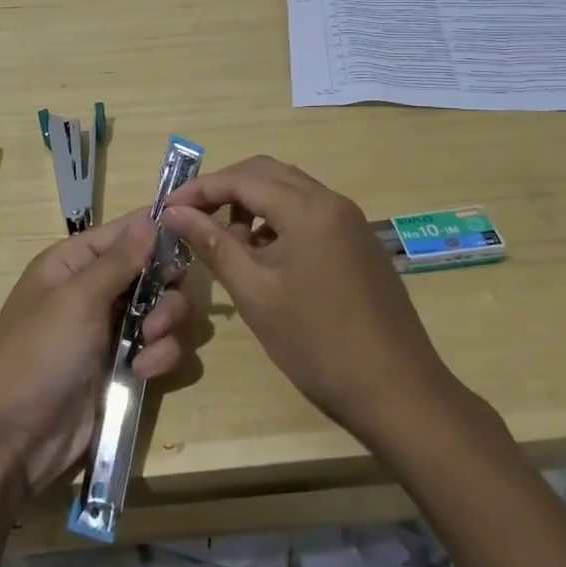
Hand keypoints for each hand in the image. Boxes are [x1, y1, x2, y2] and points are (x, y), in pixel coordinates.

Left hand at [0, 210, 192, 497]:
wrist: (12, 441)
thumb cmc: (38, 355)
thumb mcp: (77, 299)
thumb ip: (120, 260)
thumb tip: (151, 216)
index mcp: (74, 262)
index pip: (126, 232)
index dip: (159, 233)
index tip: (194, 238)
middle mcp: (96, 290)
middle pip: (155, 272)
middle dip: (167, 292)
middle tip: (157, 317)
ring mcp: (111, 330)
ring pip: (165, 312)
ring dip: (166, 329)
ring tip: (147, 351)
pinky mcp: (124, 368)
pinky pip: (161, 349)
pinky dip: (160, 358)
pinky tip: (142, 374)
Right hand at [161, 156, 450, 439]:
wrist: (399, 392)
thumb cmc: (318, 344)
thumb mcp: (255, 293)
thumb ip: (212, 244)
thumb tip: (173, 212)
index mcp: (308, 208)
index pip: (242, 179)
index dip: (199, 190)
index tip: (166, 209)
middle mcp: (332, 201)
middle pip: (267, 174)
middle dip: (225, 189)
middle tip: (192, 218)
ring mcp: (350, 221)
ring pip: (289, 191)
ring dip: (252, 204)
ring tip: (226, 241)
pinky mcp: (359, 242)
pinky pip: (309, 213)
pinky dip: (278, 221)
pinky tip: (264, 256)